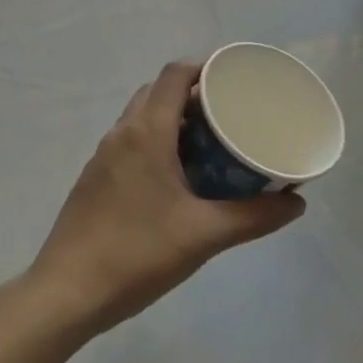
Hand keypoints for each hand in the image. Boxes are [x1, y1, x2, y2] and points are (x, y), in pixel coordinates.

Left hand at [27, 61, 305, 336]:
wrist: (66, 294)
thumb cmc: (137, 254)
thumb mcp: (204, 235)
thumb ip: (253, 217)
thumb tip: (297, 202)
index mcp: (146, 132)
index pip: (175, 75)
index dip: (205, 67)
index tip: (236, 79)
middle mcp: (122, 133)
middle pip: (159, 92)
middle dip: (194, 94)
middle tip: (230, 113)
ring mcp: (103, 157)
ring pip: (142, 117)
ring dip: (174, 119)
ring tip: (211, 142)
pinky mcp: (95, 179)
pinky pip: (131, 141)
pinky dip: (157, 141)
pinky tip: (178, 176)